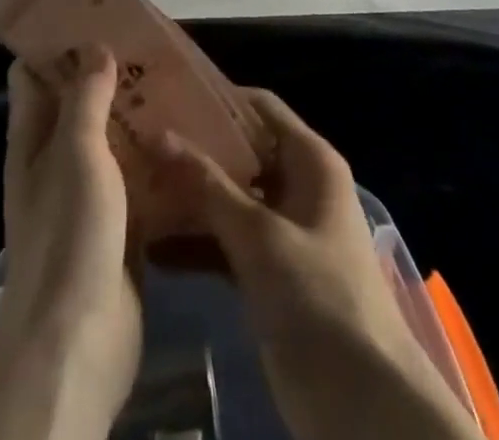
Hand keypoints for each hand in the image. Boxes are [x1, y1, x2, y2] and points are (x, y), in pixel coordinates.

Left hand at [0, 47, 143, 439]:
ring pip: (115, 141)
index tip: (96, 14)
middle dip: (111, 74)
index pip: (34, 75)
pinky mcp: (122, 226)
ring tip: (180, 82)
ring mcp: (90, 195)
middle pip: (80, 104)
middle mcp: (57, 161)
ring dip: (141, 116)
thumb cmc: (69, 234)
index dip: (57, 43)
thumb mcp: (75, 152)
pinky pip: (141, 180)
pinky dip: (160, 160)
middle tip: (152, 44)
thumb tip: (94, 45)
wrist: (79, 343)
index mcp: (34, 139)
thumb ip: (86, 97)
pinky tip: (193, 140)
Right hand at [156, 90, 480, 439]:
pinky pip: (227, 242)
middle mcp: (296, 185)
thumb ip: (207, 185)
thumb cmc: (319, 297)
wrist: (364, 404)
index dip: (215, 98)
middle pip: (239, 152)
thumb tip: (157, 133)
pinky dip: (196, 243)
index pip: (258, 107)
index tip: (165, 94)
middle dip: (192, 151)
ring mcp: (282, 231)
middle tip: (137, 141)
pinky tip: (151, 247)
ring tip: (133, 188)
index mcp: (309, 160)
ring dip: (188, 199)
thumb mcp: (260, 236)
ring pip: (228, 199)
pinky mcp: (269, 273)